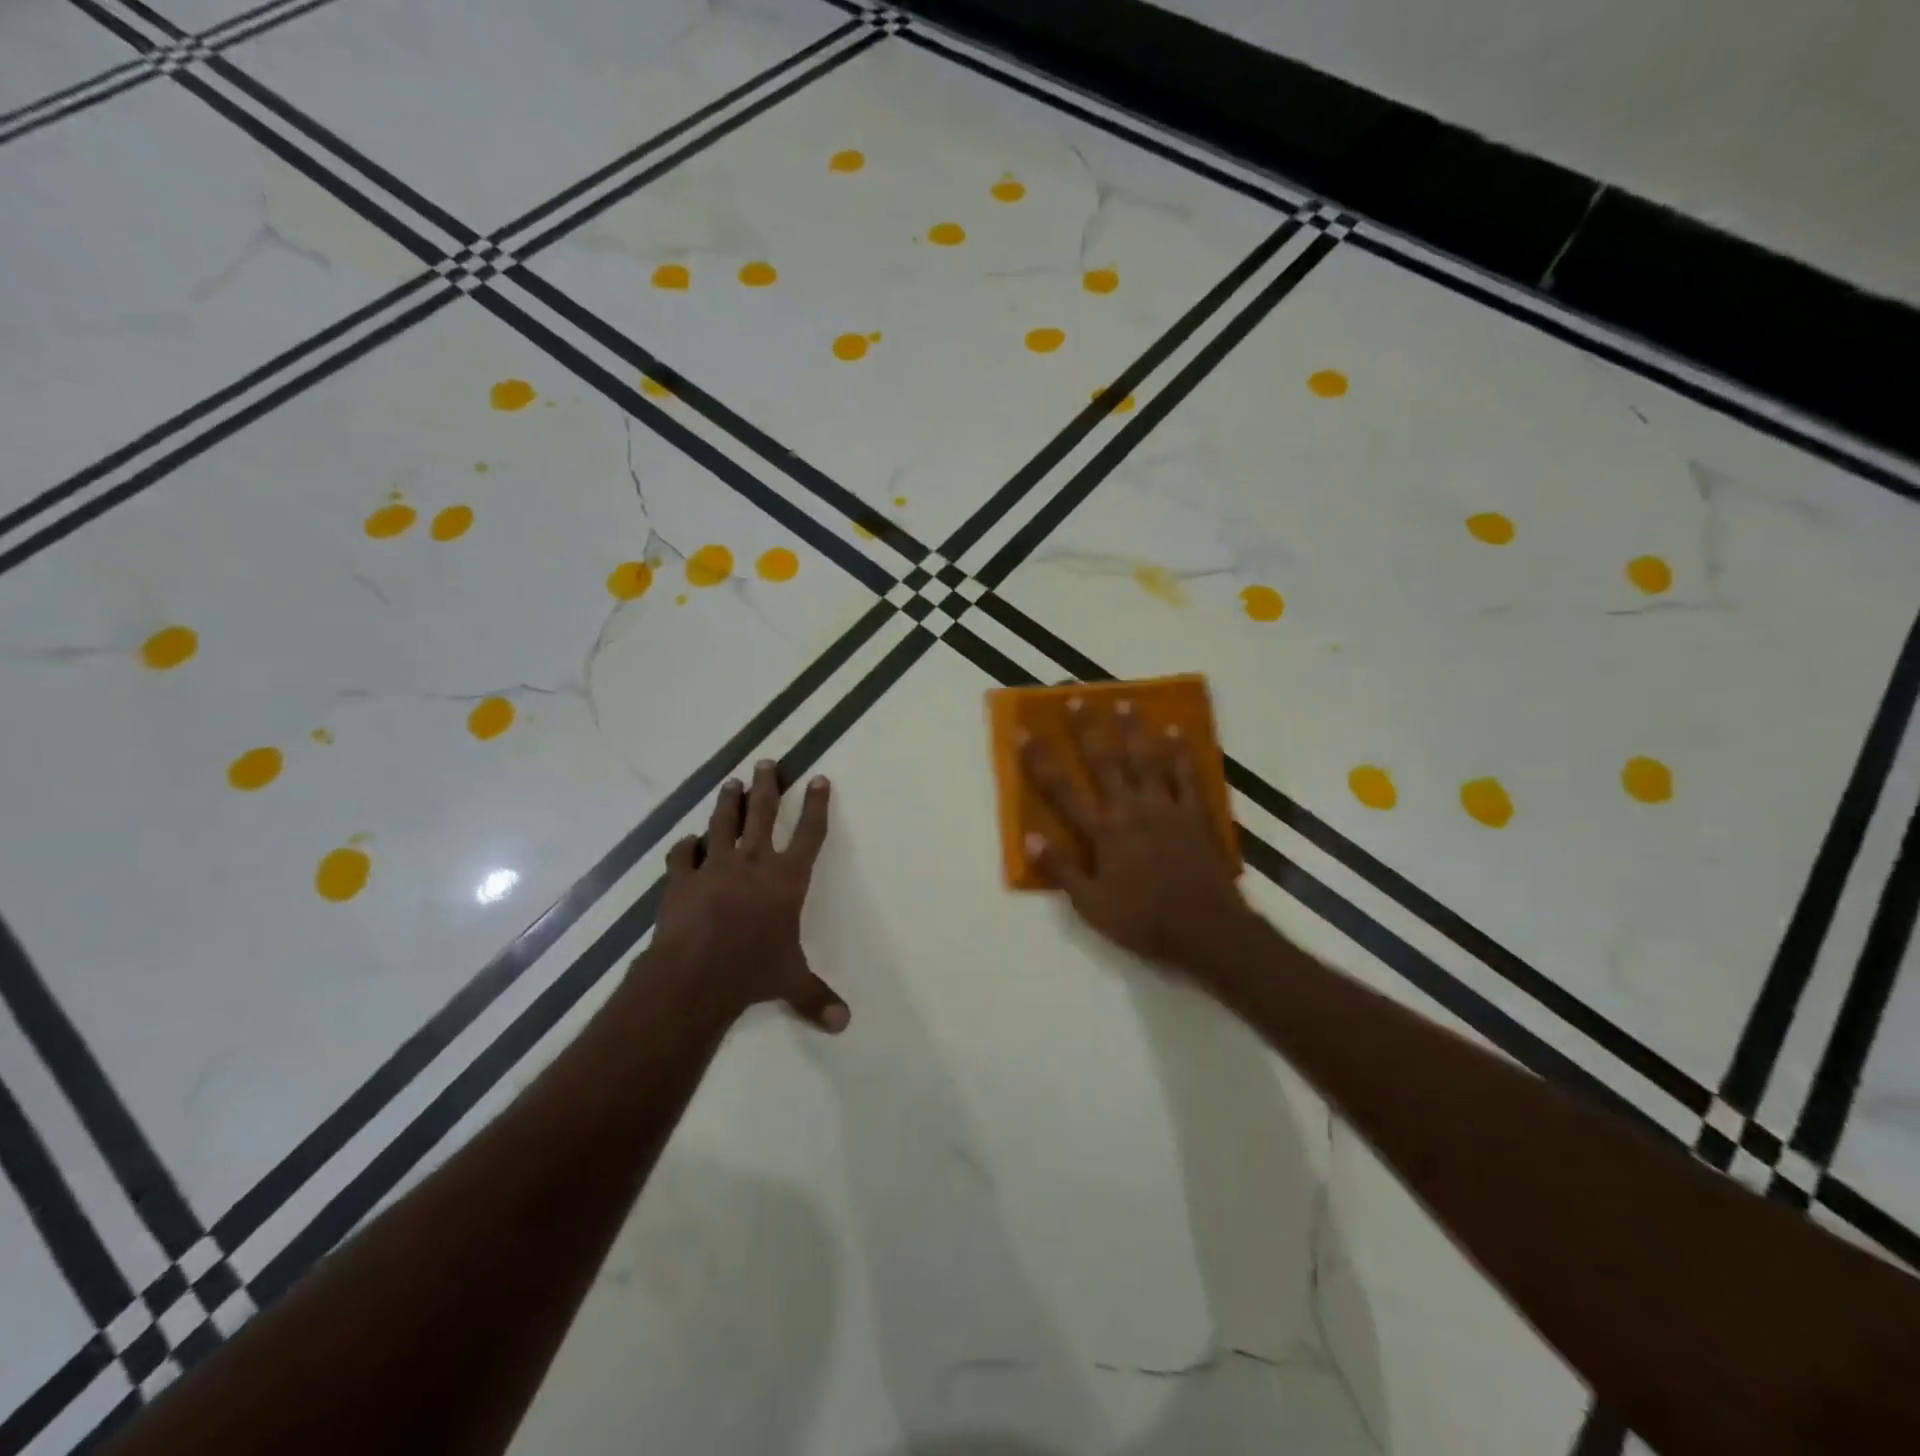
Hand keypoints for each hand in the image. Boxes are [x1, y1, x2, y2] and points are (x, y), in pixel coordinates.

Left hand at [646, 760, 848, 1032]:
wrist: (694, 975)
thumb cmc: (752, 972)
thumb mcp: (791, 983)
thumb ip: (816, 997)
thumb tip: (844, 1025)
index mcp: (786, 879)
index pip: (808, 833)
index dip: (816, 805)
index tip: (817, 779)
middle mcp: (753, 863)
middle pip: (763, 813)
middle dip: (767, 786)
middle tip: (766, 762)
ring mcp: (714, 867)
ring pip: (723, 823)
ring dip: (728, 802)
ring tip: (731, 783)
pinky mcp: (681, 879)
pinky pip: (683, 855)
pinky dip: (686, 847)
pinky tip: (688, 842)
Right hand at [1021, 696, 1254, 973]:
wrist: (1205, 930)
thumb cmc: (1143, 921)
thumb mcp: (1090, 906)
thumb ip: (1061, 870)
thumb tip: (1030, 837)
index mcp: (1102, 832)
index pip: (1062, 790)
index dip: (1040, 760)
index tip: (1024, 731)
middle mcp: (1131, 810)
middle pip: (1105, 761)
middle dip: (1087, 728)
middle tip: (1077, 697)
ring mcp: (1166, 809)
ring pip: (1147, 759)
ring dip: (1134, 730)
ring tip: (1125, 702)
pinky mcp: (1196, 815)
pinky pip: (1188, 776)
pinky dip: (1182, 753)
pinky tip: (1178, 731)